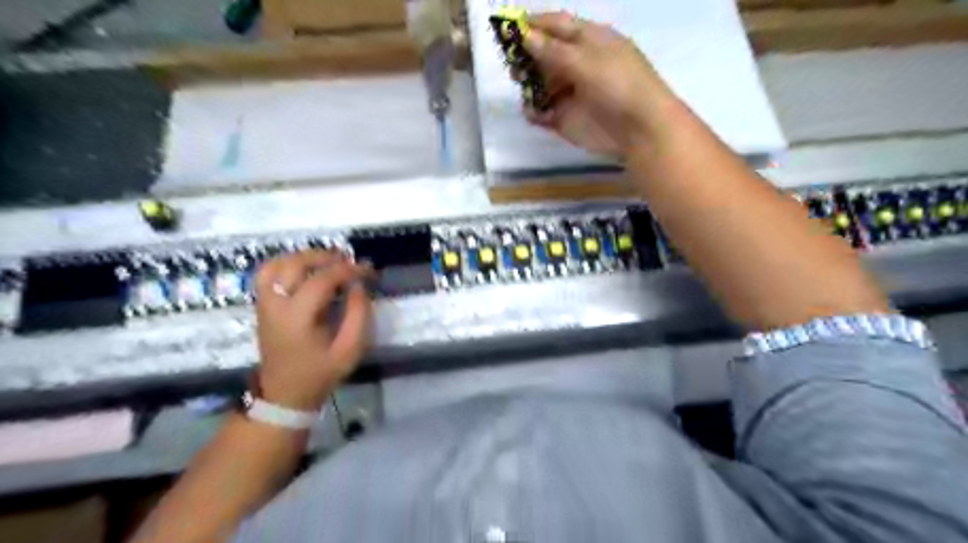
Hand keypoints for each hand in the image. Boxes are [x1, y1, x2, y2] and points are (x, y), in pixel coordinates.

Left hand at [250, 249, 370, 411]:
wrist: (284, 394)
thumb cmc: (320, 373)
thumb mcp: (350, 350)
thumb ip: (359, 315)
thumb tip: (359, 285)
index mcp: (297, 317)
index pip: (323, 279)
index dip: (348, 270)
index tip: (368, 270)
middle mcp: (276, 304)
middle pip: (295, 264)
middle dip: (325, 257)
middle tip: (348, 260)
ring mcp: (264, 303)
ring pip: (277, 264)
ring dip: (304, 256)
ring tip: (328, 261)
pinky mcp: (262, 305)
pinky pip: (267, 273)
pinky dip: (286, 263)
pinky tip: (305, 268)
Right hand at [522, 11, 679, 157]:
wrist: (639, 129)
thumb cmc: (618, 85)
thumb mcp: (586, 61)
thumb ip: (552, 51)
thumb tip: (525, 36)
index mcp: (588, 40)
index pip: (556, 25)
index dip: (532, 25)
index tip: (507, 29)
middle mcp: (577, 63)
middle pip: (544, 55)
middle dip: (526, 58)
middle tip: (514, 67)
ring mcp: (571, 92)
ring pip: (540, 84)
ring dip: (528, 86)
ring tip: (525, 91)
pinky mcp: (566, 118)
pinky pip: (543, 111)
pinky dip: (535, 112)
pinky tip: (537, 115)